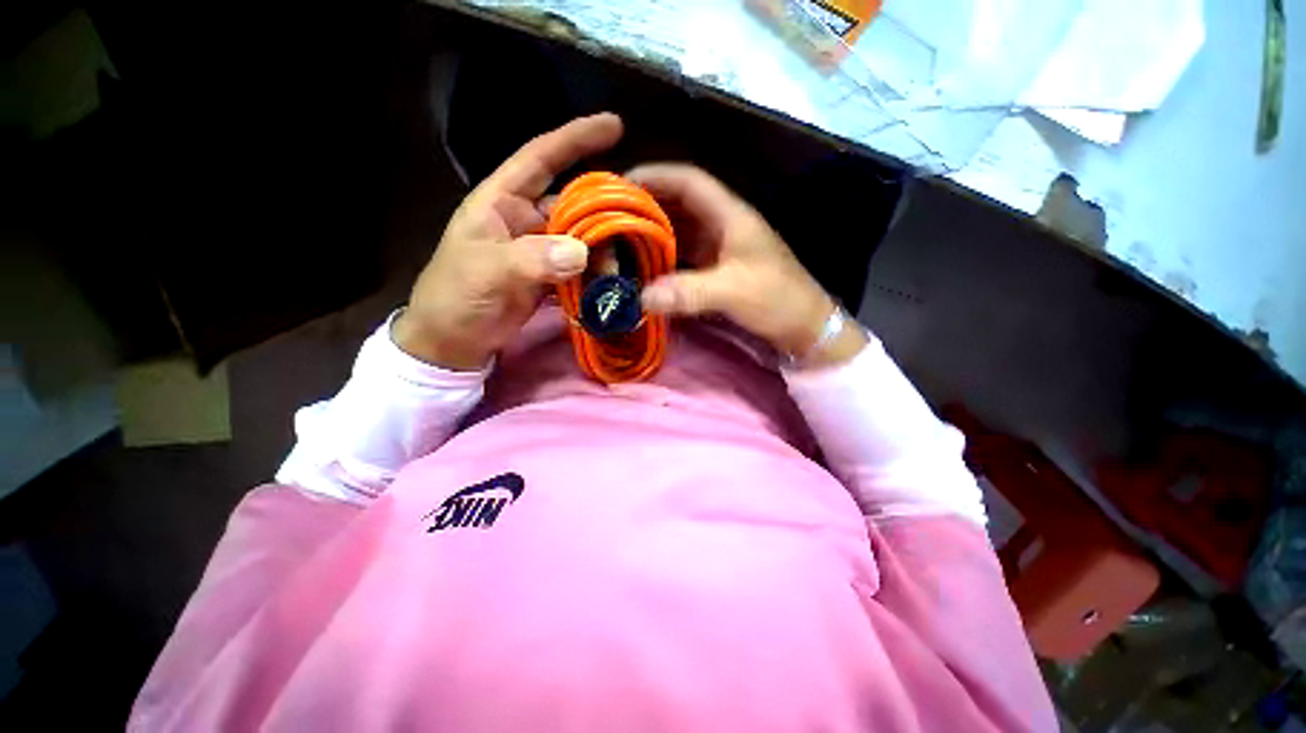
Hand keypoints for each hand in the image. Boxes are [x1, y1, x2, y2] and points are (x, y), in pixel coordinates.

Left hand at [394, 113, 623, 369]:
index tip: (614, 126)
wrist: (453, 342)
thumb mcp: (485, 273)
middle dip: (602, 210)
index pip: (540, 158)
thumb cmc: (454, 298)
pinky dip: (595, 274)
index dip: (575, 139)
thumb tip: (581, 253)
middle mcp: (524, 219)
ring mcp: (539, 250)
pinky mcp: (549, 277)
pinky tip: (609, 283)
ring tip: (616, 271)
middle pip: (572, 202)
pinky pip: (579, 267)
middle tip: (632, 223)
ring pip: (580, 238)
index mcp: (501, 201)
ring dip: (601, 251)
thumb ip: (530, 260)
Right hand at [627, 164, 866, 366]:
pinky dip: (664, 259)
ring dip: (653, 234)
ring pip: (680, 231)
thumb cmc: (777, 299)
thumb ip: (688, 292)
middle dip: (647, 207)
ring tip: (621, 242)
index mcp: (730, 215)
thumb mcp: (733, 291)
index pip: (689, 181)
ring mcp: (720, 248)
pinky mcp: (718, 269)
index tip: (621, 185)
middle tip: (612, 219)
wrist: (804, 326)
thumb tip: (641, 298)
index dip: (656, 176)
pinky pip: (685, 256)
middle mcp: (722, 225)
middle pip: (679, 204)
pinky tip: (646, 269)